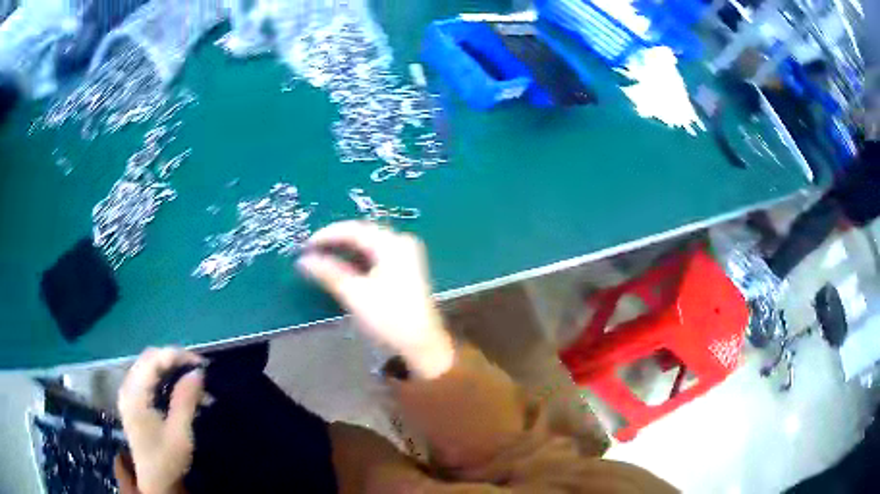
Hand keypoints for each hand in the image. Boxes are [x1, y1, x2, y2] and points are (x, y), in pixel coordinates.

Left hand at [117, 348, 204, 493]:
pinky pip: (147, 378)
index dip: (176, 356)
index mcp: (135, 395)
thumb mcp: (180, 434)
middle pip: (148, 359)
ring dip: (171, 369)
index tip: (201, 364)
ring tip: (193, 383)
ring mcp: (128, 393)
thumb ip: (185, 401)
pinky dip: (165, 378)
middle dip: (174, 359)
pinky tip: (180, 391)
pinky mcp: (133, 400)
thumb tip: (197, 372)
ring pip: (148, 366)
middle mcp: (127, 387)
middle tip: (198, 371)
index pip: (153, 360)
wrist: (155, 481)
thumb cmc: (167, 459)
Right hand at [298, 221, 454, 378]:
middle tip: (311, 252)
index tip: (305, 246)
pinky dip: (357, 261)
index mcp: (392, 244)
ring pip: (368, 246)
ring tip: (321, 259)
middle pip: (362, 235)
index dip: (326, 235)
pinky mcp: (405, 270)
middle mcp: (401, 243)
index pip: (353, 230)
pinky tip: (342, 268)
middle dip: (335, 242)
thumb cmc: (388, 318)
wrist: (421, 346)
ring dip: (345, 251)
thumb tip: (303, 260)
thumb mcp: (354, 294)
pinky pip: (376, 256)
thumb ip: (328, 273)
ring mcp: (406, 256)